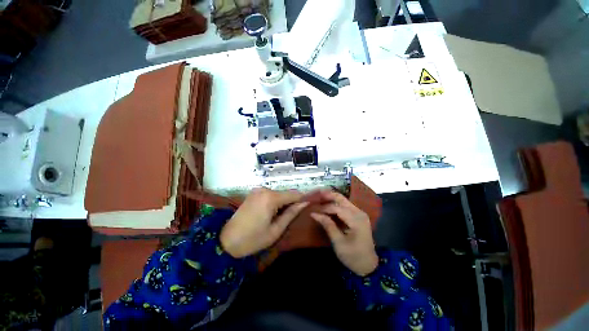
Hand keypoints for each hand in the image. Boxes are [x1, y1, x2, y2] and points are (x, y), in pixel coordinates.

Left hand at [220, 188, 307, 257]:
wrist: (227, 241)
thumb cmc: (253, 239)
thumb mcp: (276, 230)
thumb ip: (291, 214)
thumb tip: (305, 203)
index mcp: (270, 197)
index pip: (295, 194)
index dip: (304, 200)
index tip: (312, 208)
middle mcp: (263, 189)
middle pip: (286, 194)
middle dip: (293, 204)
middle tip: (297, 219)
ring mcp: (256, 191)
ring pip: (278, 195)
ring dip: (283, 205)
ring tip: (284, 220)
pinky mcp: (251, 195)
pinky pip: (269, 197)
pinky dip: (274, 204)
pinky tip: (273, 217)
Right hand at [310, 190, 377, 275]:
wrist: (367, 264)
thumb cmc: (352, 255)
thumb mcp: (338, 242)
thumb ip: (328, 226)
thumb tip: (314, 214)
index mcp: (356, 219)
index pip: (337, 208)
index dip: (323, 208)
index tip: (311, 211)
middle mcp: (360, 213)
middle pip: (342, 200)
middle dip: (328, 196)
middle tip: (314, 195)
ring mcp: (361, 215)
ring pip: (345, 202)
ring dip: (332, 200)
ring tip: (318, 201)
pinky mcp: (360, 219)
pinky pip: (347, 208)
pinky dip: (337, 207)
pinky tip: (328, 208)